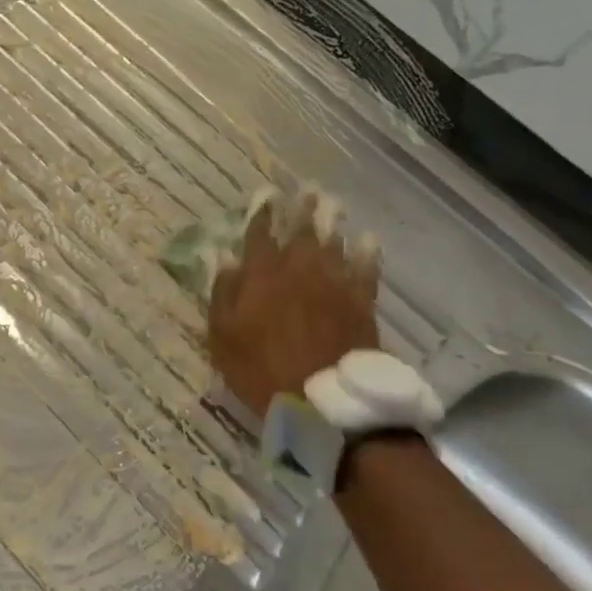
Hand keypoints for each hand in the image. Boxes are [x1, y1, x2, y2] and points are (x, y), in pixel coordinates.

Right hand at [207, 194, 381, 418]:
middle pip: (301, 233)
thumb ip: (223, 294)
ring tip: (332, 205)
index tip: (264, 197)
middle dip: (301, 211)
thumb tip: (223, 259)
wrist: (322, 399)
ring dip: (331, 222)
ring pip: (333, 244)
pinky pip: (365, 270)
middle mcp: (299, 271)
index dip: (261, 215)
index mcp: (261, 277)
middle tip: (306, 191)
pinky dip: (367, 253)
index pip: (259, 237)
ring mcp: (333, 284)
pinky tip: (368, 239)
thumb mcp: (223, 337)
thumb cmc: (261, 369)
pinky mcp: (360, 302)